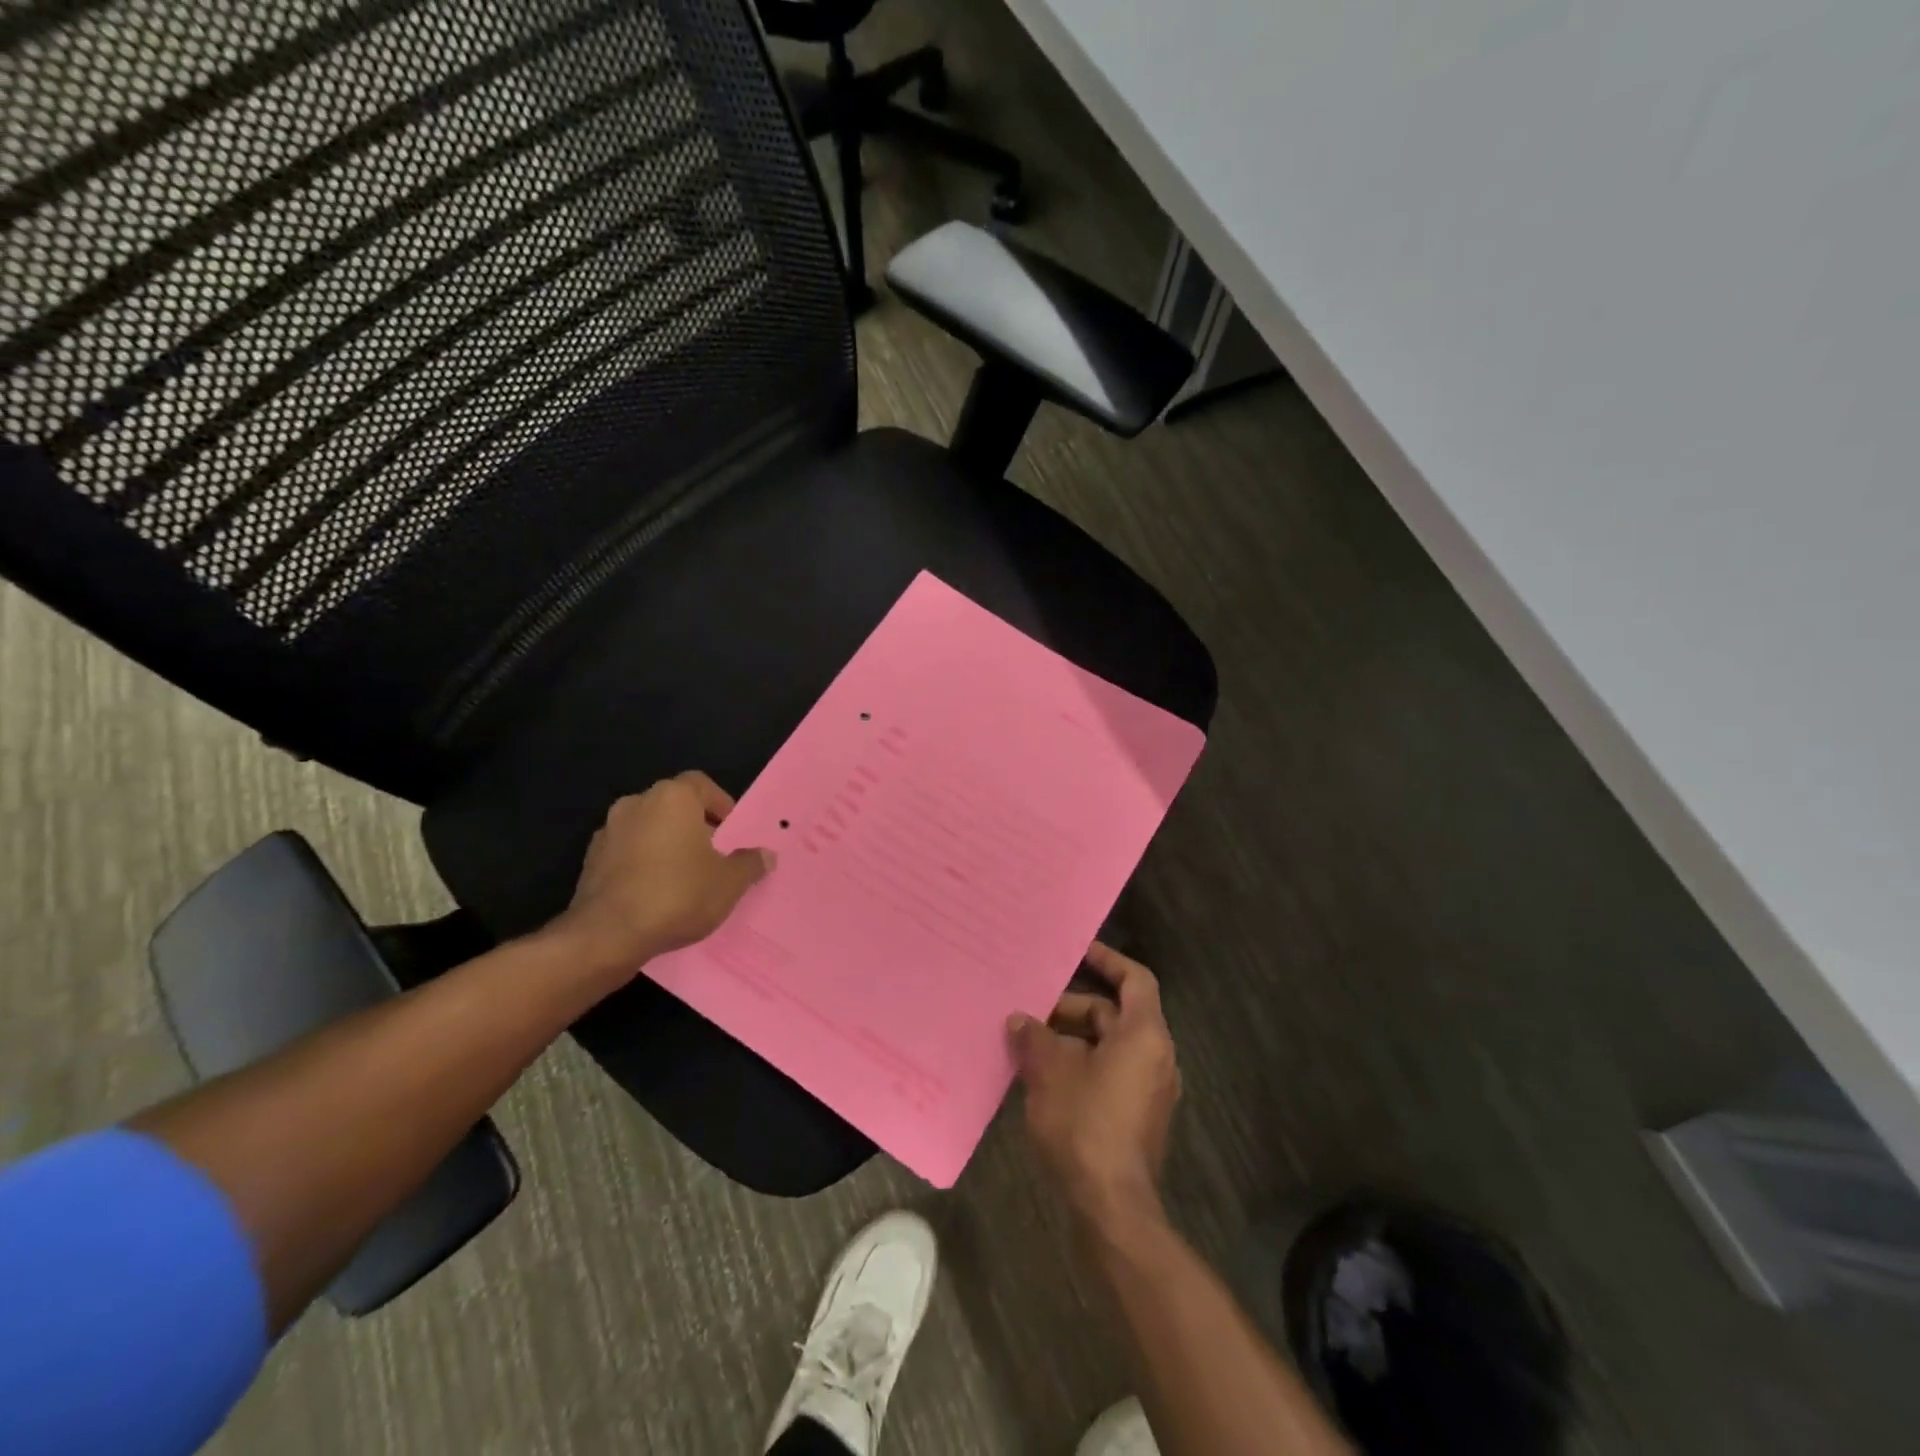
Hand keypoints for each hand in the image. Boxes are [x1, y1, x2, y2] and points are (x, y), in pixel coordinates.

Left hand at [551, 772, 774, 971]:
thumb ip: (750, 863)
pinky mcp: (590, 861)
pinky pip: (626, 853)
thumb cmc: (679, 894)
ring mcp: (608, 831)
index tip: (730, 833)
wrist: (609, 934)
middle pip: (673, 806)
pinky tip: (655, 893)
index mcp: (672, 797)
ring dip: (665, 845)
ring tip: (684, 877)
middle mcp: (637, 803)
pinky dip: (641, 864)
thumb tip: (767, 855)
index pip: (701, 784)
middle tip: (712, 856)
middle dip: (693, 826)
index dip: (720, 805)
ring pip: (648, 829)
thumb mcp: (729, 882)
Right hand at [1009, 942, 1180, 1229]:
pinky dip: (1080, 1065)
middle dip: (1072, 1008)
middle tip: (1032, 1007)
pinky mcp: (1138, 1117)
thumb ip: (1034, 1037)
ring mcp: (1149, 1089)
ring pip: (1108, 1046)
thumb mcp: (1050, 1072)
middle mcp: (1155, 1056)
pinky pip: (1109, 1073)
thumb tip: (1019, 1020)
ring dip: (1071, 1039)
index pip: (1135, 980)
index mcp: (1144, 1035)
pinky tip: (1042, 1075)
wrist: (1111, 1207)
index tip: (1078, 951)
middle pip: (1115, 1014)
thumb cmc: (1085, 1124)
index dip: (1108, 960)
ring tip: (1028, 1041)